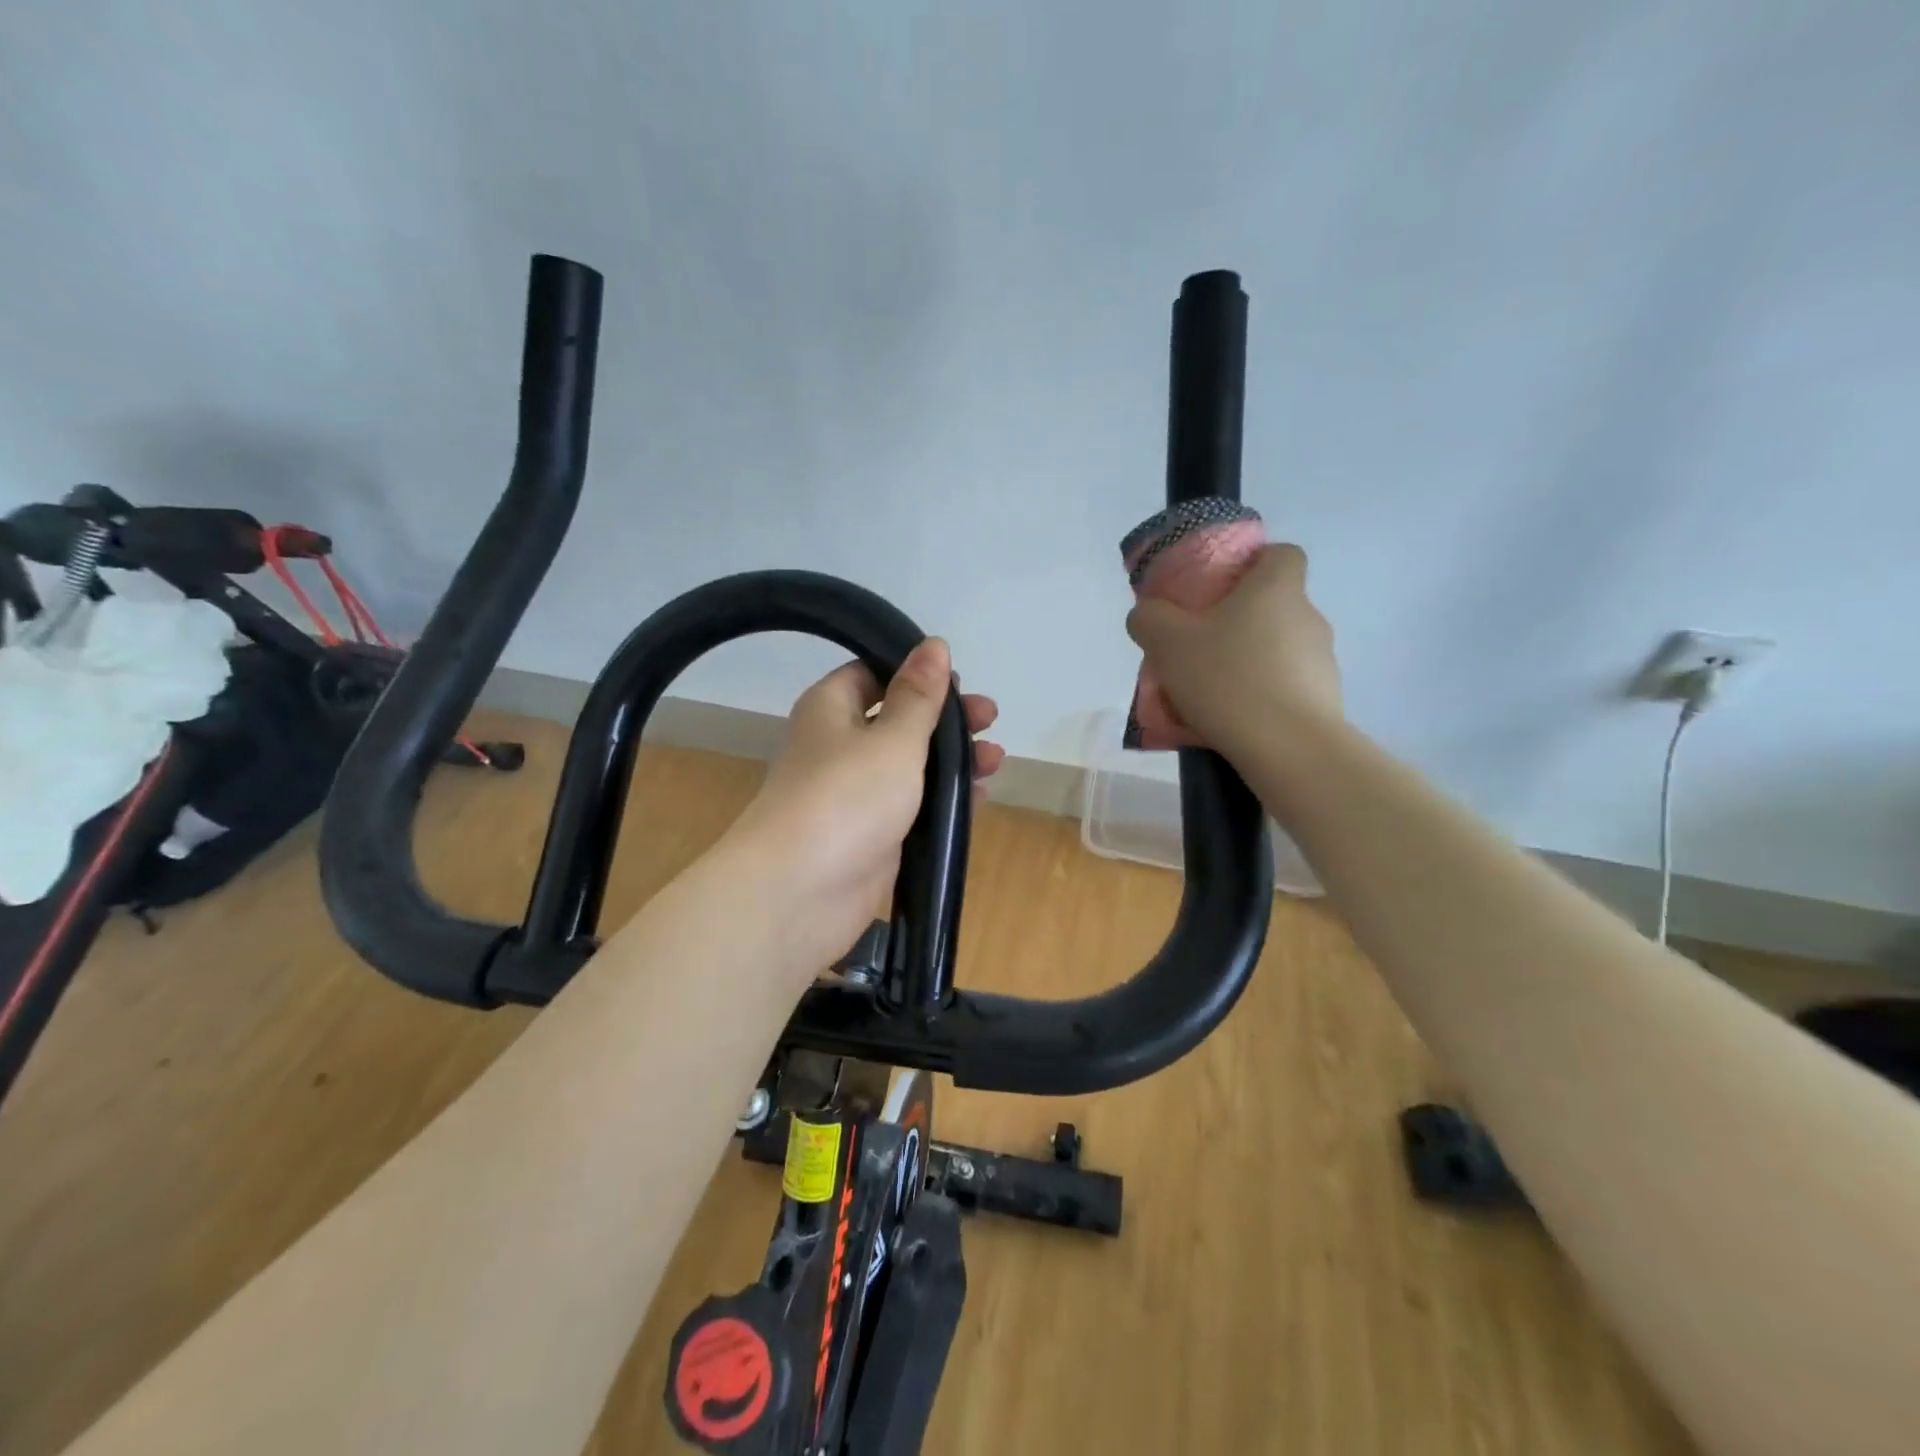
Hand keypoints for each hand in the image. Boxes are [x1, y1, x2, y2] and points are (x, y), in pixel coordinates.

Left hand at [725, 638, 1003, 976]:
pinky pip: (912, 807)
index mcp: (831, 709)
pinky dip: (943, 800)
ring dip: (952, 761)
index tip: (959, 680)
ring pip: (909, 766)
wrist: (800, 893)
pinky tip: (981, 798)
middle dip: (945, 720)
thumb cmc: (847, 797)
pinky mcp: (871, 835)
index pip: (873, 674)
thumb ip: (919, 696)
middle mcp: (840, 746)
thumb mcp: (892, 739)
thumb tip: (934, 644)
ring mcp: (855, 794)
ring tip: (996, 759)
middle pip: (898, 720)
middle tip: (990, 719)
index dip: (916, 673)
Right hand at [1125, 543, 1342, 757]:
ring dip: (1250, 661)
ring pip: (1279, 648)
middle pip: (1274, 605)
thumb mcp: (1167, 643)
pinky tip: (1234, 719)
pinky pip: (1286, 685)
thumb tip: (1148, 613)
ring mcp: (1323, 659)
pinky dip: (1263, 695)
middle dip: (1239, 621)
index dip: (1253, 564)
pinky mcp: (1326, 698)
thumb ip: (1149, 618)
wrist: (1288, 748)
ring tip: (1212, 693)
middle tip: (1200, 647)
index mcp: (1276, 588)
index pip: (1282, 553)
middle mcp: (1308, 615)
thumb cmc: (1227, 679)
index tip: (1220, 589)